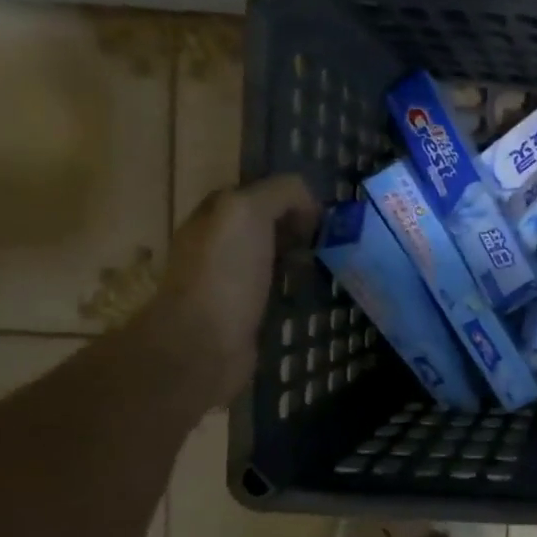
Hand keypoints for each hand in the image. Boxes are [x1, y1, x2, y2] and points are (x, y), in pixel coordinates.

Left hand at [156, 176, 317, 406]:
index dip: (288, 196)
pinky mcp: (244, 315)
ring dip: (299, 258)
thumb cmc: (225, 273)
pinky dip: (296, 289)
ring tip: (331, 264)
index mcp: (213, 217)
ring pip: (272, 259)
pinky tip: (315, 293)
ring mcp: (229, 283)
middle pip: (264, 227)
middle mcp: (217, 246)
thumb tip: (311, 204)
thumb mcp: (249, 212)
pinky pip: (276, 291)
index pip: (254, 193)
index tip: (321, 212)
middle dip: (297, 227)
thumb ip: (280, 192)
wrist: (204, 343)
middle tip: (333, 238)